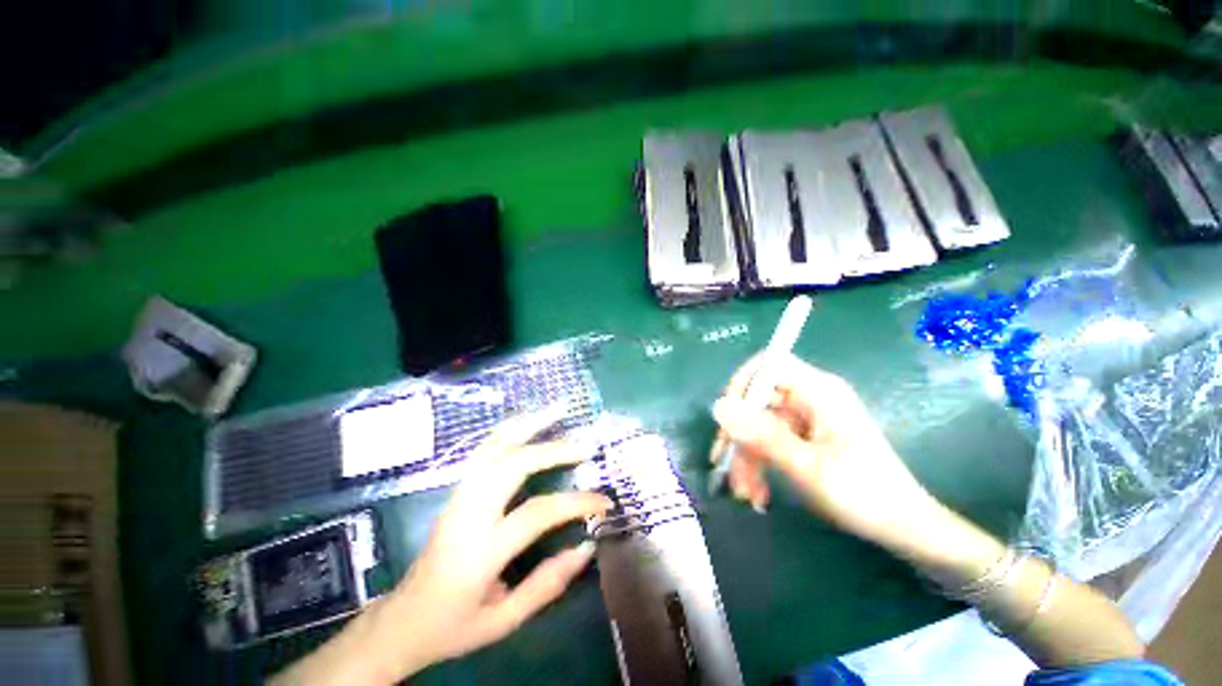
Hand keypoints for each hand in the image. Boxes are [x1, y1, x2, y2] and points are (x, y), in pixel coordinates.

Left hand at [274, 408, 611, 684]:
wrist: (401, 620)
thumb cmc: (453, 626)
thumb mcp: (503, 622)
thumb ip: (546, 585)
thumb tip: (586, 546)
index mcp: (480, 552)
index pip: (537, 513)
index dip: (576, 503)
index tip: (604, 501)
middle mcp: (467, 513)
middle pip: (513, 465)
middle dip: (553, 450)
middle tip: (584, 446)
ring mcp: (458, 496)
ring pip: (493, 446)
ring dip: (528, 424)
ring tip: (556, 410)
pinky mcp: (456, 490)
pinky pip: (485, 449)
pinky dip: (510, 429)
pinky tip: (528, 422)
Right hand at [710, 353, 937, 548]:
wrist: (903, 528)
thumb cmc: (863, 494)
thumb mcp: (807, 466)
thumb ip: (762, 434)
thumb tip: (719, 406)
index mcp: (819, 391)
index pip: (769, 365)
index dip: (743, 383)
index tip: (726, 415)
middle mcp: (810, 397)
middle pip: (758, 400)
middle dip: (740, 435)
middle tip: (725, 466)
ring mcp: (806, 418)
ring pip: (760, 425)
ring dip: (747, 457)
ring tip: (744, 492)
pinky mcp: (804, 437)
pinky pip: (770, 441)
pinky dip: (760, 463)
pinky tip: (758, 492)